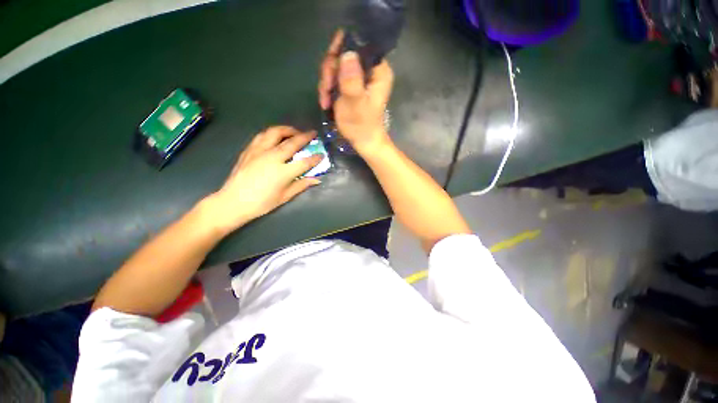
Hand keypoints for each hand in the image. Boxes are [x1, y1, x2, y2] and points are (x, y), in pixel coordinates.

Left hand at [204, 126, 322, 233]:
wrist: (233, 201)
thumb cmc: (262, 203)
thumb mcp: (285, 197)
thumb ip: (302, 185)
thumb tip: (317, 179)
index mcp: (283, 172)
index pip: (305, 162)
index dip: (315, 158)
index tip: (322, 154)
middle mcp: (272, 157)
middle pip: (292, 142)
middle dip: (305, 136)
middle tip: (313, 133)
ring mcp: (259, 151)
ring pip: (275, 132)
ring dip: (288, 129)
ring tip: (294, 132)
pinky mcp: (249, 150)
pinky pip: (262, 135)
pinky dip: (272, 133)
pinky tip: (276, 137)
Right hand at [318, 31, 393, 153]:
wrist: (364, 142)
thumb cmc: (361, 126)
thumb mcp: (355, 103)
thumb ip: (351, 79)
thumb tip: (347, 53)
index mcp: (378, 70)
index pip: (359, 43)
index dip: (341, 49)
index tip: (330, 67)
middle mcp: (371, 70)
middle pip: (344, 53)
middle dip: (330, 71)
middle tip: (326, 88)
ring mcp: (360, 78)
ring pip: (337, 66)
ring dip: (327, 82)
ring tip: (325, 100)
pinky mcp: (352, 86)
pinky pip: (336, 78)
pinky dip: (328, 88)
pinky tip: (326, 102)